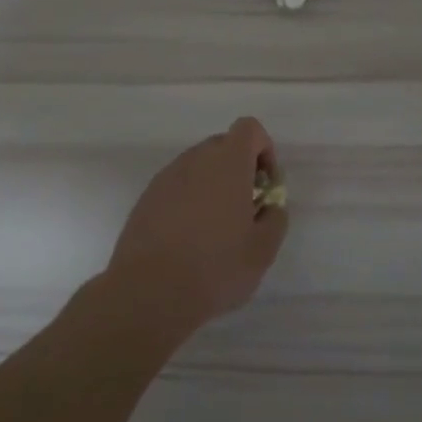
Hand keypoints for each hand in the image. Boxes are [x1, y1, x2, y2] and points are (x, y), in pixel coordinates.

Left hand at [103, 117, 287, 333]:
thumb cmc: (215, 267)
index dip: (264, 150)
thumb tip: (269, 207)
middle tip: (246, 209)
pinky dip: (189, 200)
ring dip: (213, 185)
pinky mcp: (146, 199)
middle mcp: (194, 160)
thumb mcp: (263, 249)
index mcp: (227, 163)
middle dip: (240, 169)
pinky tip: (189, 239)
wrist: (148, 293)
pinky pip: (176, 186)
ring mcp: (166, 178)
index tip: (265, 186)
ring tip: (216, 229)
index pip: (249, 128)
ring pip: (198, 167)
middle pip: (223, 145)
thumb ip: (275, 218)